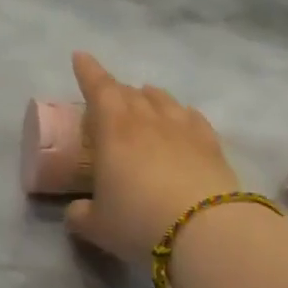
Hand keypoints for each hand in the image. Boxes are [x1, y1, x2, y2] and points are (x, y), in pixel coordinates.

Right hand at [64, 51, 240, 261]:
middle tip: (109, 96)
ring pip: (163, 100)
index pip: (99, 89)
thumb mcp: (97, 227)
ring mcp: (184, 129)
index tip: (80, 57)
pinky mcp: (211, 144)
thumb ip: (80, 214)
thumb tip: (76, 210)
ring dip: (149, 97)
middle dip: (116, 90)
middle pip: (130, 93)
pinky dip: (180, 113)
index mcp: (114, 130)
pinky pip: (192, 117)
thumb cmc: (139, 223)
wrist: (205, 230)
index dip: (88, 72)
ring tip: (144, 99)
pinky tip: (182, 119)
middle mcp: (149, 120)